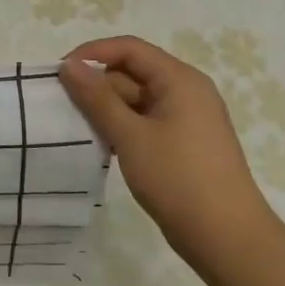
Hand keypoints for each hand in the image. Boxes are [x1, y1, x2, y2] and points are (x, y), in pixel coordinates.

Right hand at [58, 36, 276, 254]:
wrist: (225, 236)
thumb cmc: (178, 178)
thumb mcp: (130, 135)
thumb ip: (97, 98)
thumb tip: (69, 65)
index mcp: (180, 80)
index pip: (130, 49)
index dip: (92, 53)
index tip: (59, 73)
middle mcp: (186, 92)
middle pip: (133, 73)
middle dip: (98, 86)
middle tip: (64, 107)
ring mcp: (186, 119)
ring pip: (136, 100)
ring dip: (107, 110)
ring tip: (78, 128)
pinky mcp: (183, 144)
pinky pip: (145, 122)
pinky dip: (122, 128)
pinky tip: (103, 146)